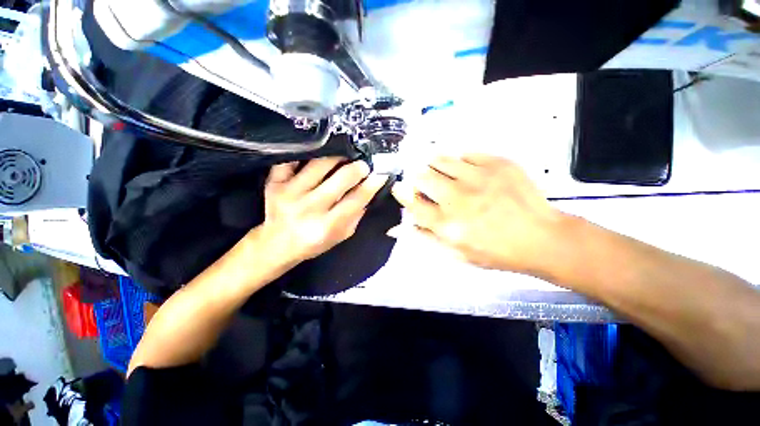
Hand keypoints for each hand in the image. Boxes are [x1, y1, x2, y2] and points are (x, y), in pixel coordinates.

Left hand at [260, 157, 386, 264]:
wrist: (276, 244)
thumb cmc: (313, 242)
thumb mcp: (340, 236)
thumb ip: (356, 216)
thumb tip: (368, 191)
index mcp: (326, 226)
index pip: (356, 200)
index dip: (371, 185)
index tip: (380, 174)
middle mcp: (309, 207)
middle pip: (341, 178)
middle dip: (357, 168)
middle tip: (362, 166)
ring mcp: (289, 192)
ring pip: (320, 163)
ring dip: (337, 157)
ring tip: (344, 158)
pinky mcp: (275, 182)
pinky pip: (292, 160)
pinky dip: (306, 154)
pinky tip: (317, 155)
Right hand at [392, 154, 566, 274]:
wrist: (542, 238)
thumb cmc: (496, 252)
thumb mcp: (456, 254)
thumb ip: (426, 237)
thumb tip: (400, 227)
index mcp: (447, 224)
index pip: (411, 202)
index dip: (402, 193)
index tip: (400, 188)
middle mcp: (458, 198)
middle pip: (421, 176)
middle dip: (416, 178)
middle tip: (424, 183)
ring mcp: (478, 177)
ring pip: (440, 160)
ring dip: (434, 166)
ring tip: (443, 174)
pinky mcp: (497, 164)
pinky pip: (466, 154)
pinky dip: (460, 162)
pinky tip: (468, 172)